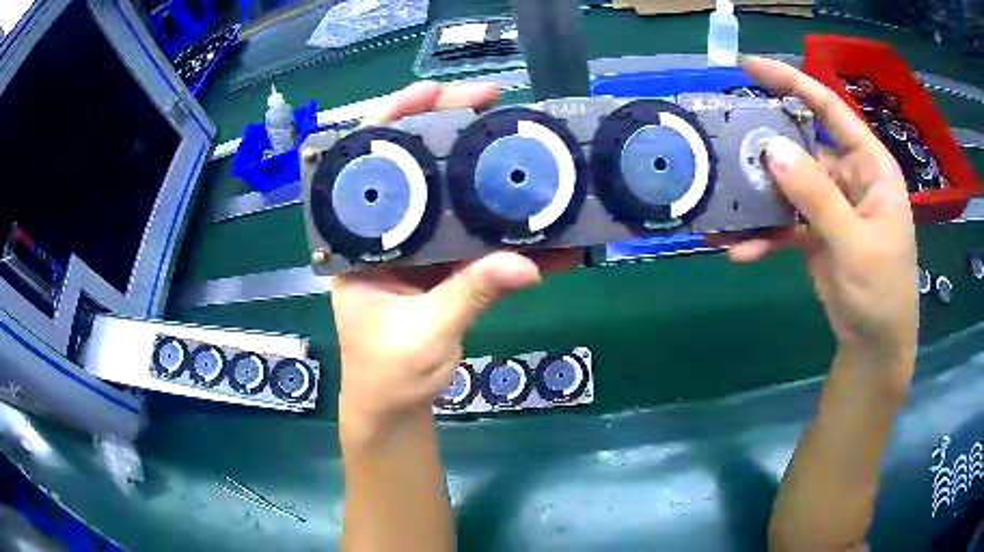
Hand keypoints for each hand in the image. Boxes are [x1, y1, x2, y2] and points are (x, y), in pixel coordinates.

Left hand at [333, 82, 579, 435]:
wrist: (394, 406)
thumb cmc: (387, 372)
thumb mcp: (422, 333)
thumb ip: (470, 295)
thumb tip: (526, 264)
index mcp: (357, 239)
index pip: (365, 162)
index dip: (394, 119)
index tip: (435, 92)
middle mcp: (385, 232)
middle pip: (414, 165)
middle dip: (452, 130)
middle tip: (494, 102)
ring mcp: (418, 247)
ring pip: (451, 195)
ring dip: (489, 174)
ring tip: (527, 145)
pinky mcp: (446, 267)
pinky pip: (479, 240)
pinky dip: (512, 236)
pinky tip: (549, 230)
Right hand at [720, 58, 917, 369]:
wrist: (875, 347)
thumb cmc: (881, 293)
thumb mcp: (854, 244)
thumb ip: (817, 197)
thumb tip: (771, 149)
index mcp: (870, 166)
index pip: (829, 109)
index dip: (791, 82)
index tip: (748, 68)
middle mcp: (850, 177)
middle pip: (801, 145)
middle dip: (764, 146)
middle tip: (723, 142)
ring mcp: (832, 206)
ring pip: (788, 187)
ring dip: (757, 200)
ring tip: (721, 208)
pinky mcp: (817, 233)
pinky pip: (785, 223)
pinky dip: (764, 235)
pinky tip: (741, 250)